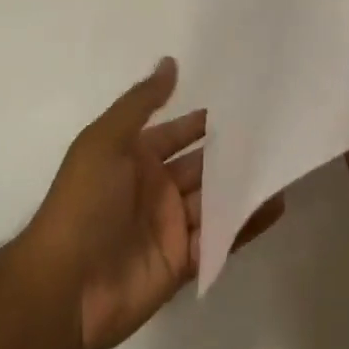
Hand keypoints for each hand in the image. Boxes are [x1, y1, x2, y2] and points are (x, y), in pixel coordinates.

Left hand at [20, 58, 284, 348]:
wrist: (64, 286)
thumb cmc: (83, 202)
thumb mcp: (105, 140)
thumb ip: (141, 103)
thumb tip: (170, 62)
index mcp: (134, 157)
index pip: (177, 132)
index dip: (204, 121)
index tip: (245, 104)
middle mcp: (155, 187)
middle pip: (201, 165)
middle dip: (232, 152)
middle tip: (275, 132)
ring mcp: (170, 225)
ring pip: (215, 200)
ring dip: (244, 185)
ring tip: (285, 163)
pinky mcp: (183, 261)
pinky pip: (220, 238)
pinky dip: (246, 223)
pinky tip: (276, 204)